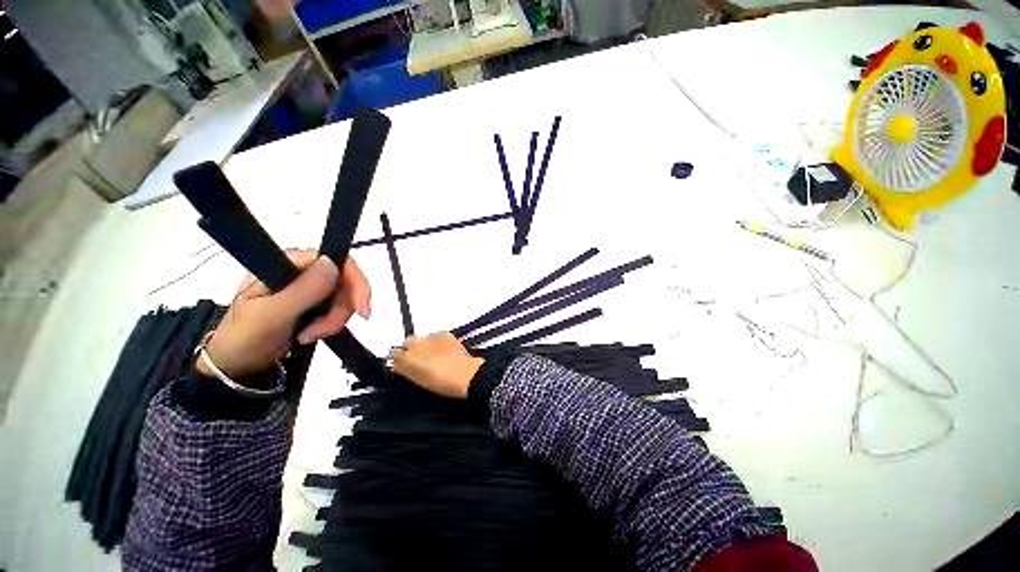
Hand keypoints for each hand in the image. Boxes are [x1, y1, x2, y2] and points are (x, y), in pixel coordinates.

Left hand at [198, 250, 370, 378]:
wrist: (236, 364)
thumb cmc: (245, 337)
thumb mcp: (272, 315)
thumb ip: (303, 290)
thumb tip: (334, 263)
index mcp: (288, 263)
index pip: (336, 260)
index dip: (355, 282)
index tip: (361, 310)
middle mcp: (301, 270)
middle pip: (345, 281)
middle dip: (341, 308)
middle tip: (325, 331)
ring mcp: (308, 286)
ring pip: (345, 296)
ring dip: (335, 319)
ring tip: (311, 335)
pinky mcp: (313, 301)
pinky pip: (339, 307)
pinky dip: (333, 323)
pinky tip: (315, 333)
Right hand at [390, 332, 483, 398]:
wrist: (465, 374)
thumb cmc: (442, 382)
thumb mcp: (419, 380)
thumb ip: (405, 370)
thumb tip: (396, 365)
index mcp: (408, 357)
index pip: (394, 353)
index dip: (398, 358)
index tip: (402, 363)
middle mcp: (417, 344)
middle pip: (407, 342)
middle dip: (411, 348)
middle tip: (420, 359)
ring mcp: (432, 337)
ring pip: (422, 338)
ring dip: (425, 344)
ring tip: (435, 355)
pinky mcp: (445, 333)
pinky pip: (436, 335)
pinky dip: (437, 340)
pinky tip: (444, 349)